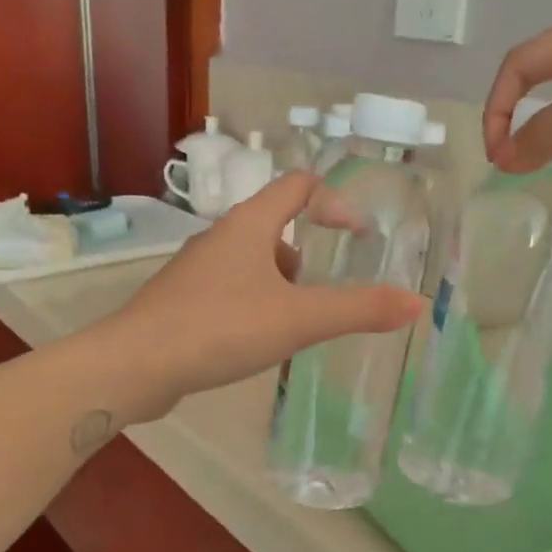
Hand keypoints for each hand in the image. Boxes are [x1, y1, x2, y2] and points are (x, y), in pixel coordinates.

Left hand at [104, 172, 424, 414]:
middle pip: (274, 224)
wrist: (135, 366)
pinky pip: (229, 290)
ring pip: (251, 261)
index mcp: (248, 225)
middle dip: (307, 253)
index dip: (334, 201)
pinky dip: (254, 304)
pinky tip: (257, 341)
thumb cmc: (220, 328)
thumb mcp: (299, 318)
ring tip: (294, 323)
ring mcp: (196, 271)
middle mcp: (220, 239)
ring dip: (280, 283)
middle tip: (323, 292)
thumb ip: (358, 309)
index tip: (357, 237)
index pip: (297, 185)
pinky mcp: (181, 302)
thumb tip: (416, 302)